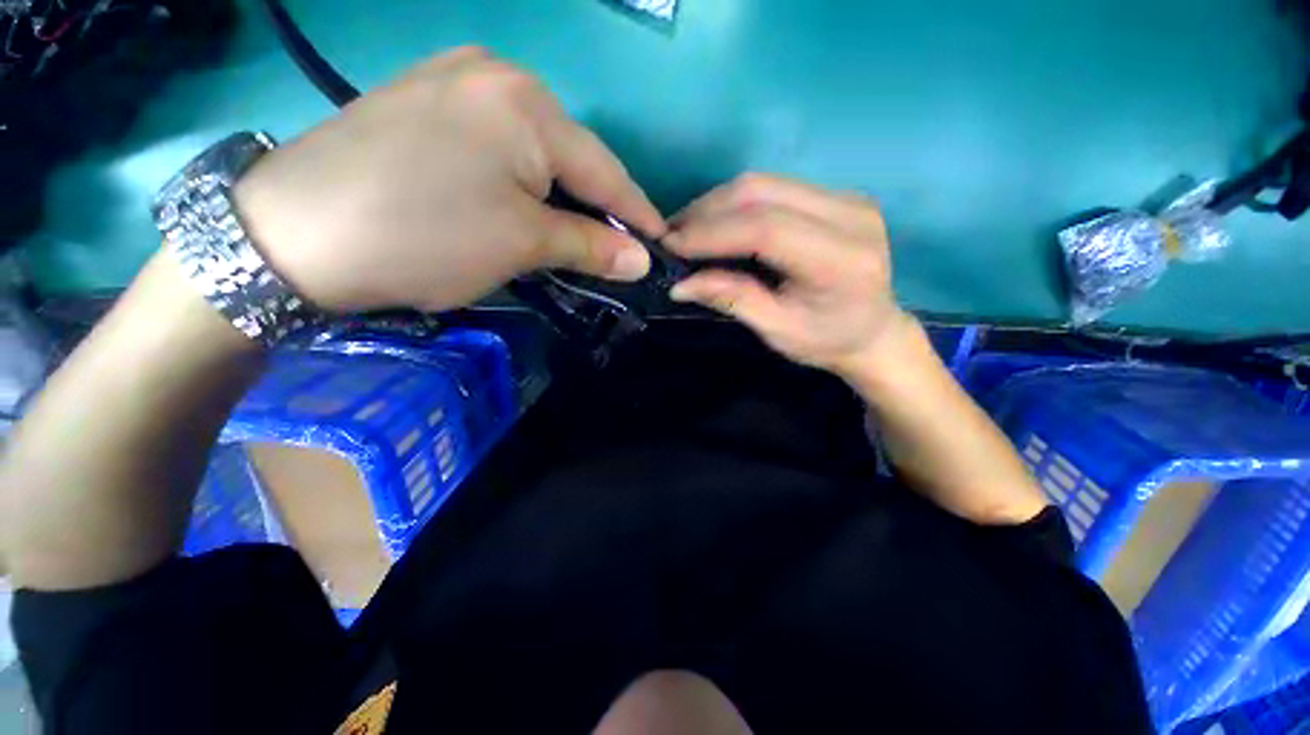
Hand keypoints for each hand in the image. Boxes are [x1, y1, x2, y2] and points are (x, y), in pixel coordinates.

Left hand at [234, 47, 664, 312]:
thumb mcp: (521, 244)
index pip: (605, 170)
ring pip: (537, 150)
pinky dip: (523, 181)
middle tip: (617, 246)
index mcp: (527, 104)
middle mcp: (496, 75)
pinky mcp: (425, 102)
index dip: (637, 213)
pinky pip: (500, 144)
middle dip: (598, 205)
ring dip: (561, 195)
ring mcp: (454, 81)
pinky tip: (524, 204)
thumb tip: (642, 260)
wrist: (293, 233)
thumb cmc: (424, 236)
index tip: (660, 244)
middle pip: (572, 155)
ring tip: (576, 232)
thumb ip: (590, 246)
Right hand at [666, 174, 913, 378]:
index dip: (712, 233)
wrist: (874, 330)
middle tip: (672, 236)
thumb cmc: (826, 341)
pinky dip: (735, 205)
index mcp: (840, 258)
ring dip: (717, 204)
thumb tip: (679, 284)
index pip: (766, 228)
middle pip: (761, 192)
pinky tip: (716, 224)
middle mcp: (849, 214)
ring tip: (687, 230)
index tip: (670, 246)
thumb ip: (732, 299)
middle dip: (707, 212)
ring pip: (763, 182)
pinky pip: (773, 188)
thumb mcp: (777, 330)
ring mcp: (845, 197)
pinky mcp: (835, 195)